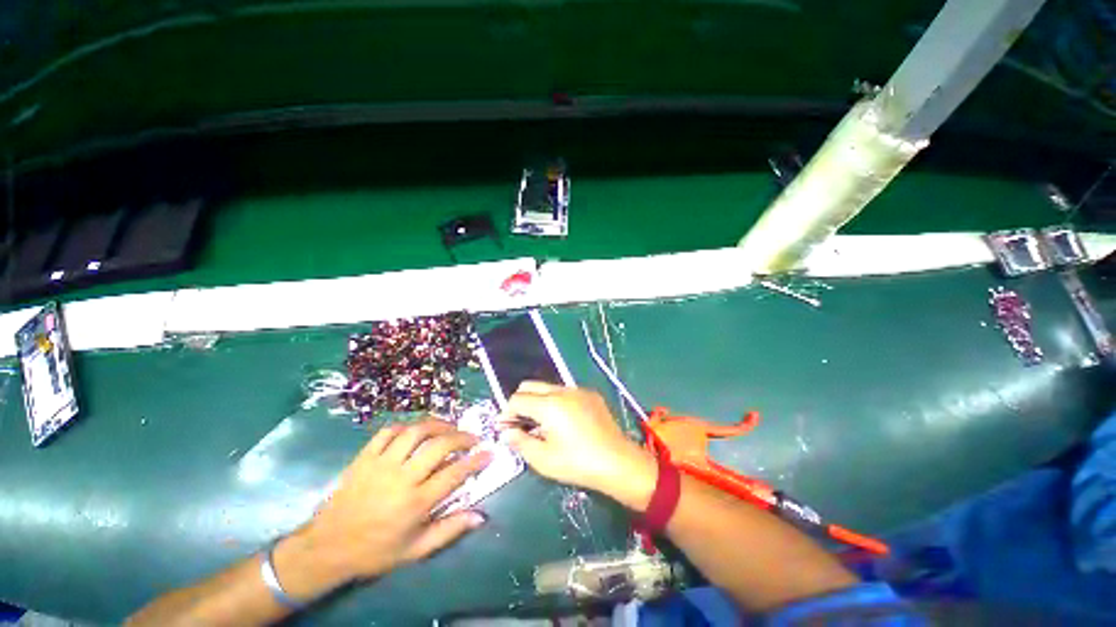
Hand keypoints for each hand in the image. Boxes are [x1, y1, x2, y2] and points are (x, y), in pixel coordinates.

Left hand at [285, 419, 490, 588]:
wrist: (327, 547)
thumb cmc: (376, 550)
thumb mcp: (416, 550)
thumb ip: (449, 530)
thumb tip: (480, 515)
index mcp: (416, 502)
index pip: (455, 473)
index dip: (476, 460)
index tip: (489, 452)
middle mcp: (401, 478)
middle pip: (438, 445)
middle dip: (462, 437)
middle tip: (472, 438)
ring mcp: (381, 463)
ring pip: (416, 432)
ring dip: (438, 424)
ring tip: (449, 427)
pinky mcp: (365, 457)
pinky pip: (388, 431)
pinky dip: (406, 426)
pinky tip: (416, 430)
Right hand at [499, 382, 654, 506]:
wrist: (618, 462)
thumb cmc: (577, 463)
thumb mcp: (543, 459)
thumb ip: (520, 441)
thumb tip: (507, 431)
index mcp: (549, 404)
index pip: (517, 399)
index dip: (507, 413)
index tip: (505, 428)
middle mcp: (562, 390)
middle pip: (530, 386)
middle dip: (519, 402)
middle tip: (520, 423)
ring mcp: (578, 390)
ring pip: (548, 387)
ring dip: (537, 401)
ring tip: (540, 423)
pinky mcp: (590, 394)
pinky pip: (565, 392)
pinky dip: (555, 401)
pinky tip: (562, 421)